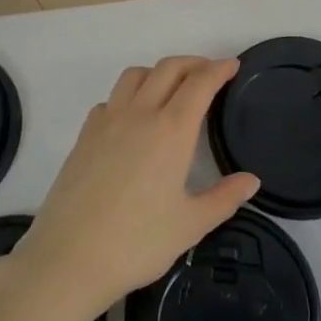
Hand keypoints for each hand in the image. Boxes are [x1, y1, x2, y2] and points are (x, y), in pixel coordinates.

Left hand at [13, 57, 259, 320]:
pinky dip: (129, 95)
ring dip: (159, 71)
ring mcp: (107, 120)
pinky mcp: (85, 134)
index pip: (199, 83)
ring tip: (172, 89)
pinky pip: (111, 98)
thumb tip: (251, 180)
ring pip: (135, 75)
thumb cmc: (137, 243)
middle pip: (168, 68)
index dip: (218, 69)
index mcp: (171, 130)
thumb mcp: (190, 225)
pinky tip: (133, 118)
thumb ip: (224, 198)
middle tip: (210, 72)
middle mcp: (140, 114)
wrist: (69, 257)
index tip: (232, 65)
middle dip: (193, 63)